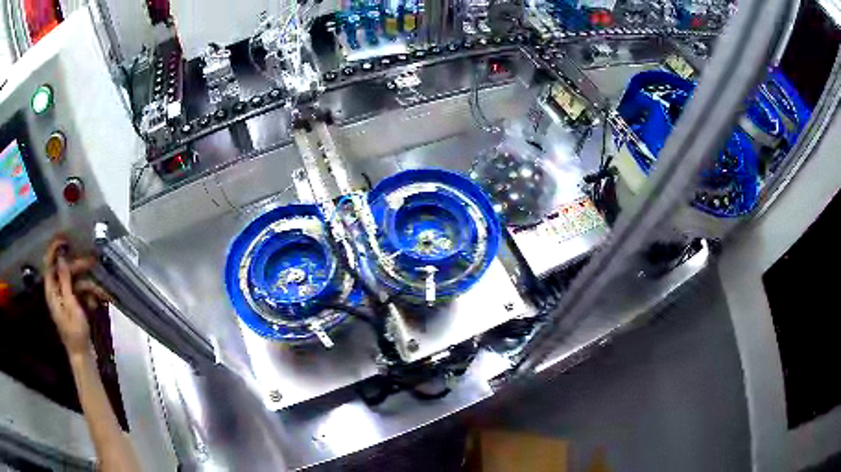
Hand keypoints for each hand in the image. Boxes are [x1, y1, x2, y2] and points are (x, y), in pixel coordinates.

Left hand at [43, 237, 110, 357]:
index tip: (64, 238)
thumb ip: (64, 279)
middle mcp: (56, 291)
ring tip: (101, 292)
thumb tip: (61, 256)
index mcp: (52, 291)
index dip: (54, 249)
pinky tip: (96, 303)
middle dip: (79, 267)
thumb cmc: (75, 332)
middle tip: (92, 261)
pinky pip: (80, 293)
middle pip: (65, 271)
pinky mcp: (72, 305)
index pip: (48, 263)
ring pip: (75, 282)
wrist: (83, 355)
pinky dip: (89, 295)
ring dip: (88, 285)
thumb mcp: (70, 304)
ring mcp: (65, 299)